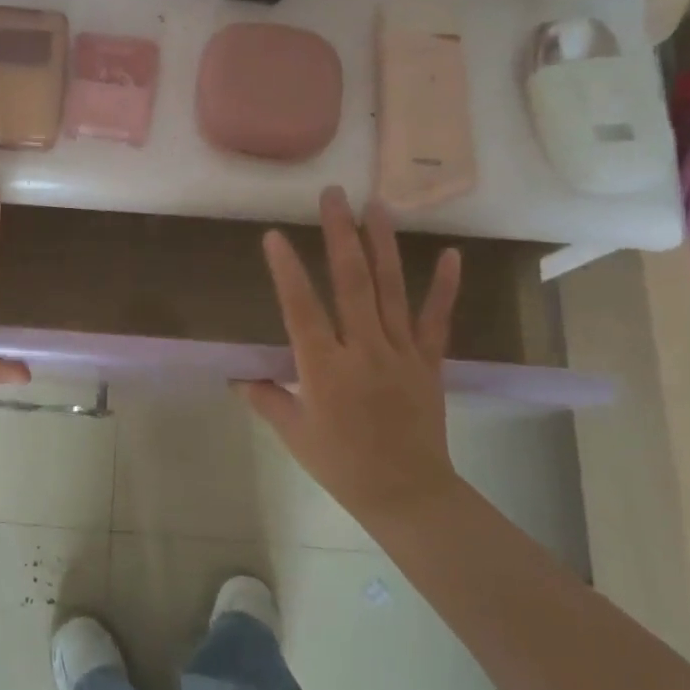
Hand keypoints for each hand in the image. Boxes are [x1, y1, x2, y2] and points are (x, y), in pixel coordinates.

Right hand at [237, 187, 463, 526]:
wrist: (408, 494)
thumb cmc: (342, 465)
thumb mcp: (294, 434)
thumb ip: (266, 398)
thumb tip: (239, 374)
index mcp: (325, 369)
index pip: (302, 310)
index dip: (286, 271)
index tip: (274, 236)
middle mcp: (364, 350)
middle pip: (352, 283)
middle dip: (340, 235)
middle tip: (334, 195)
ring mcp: (401, 353)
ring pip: (391, 290)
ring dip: (382, 245)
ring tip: (377, 205)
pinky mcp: (429, 361)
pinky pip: (436, 319)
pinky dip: (444, 287)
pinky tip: (450, 254)